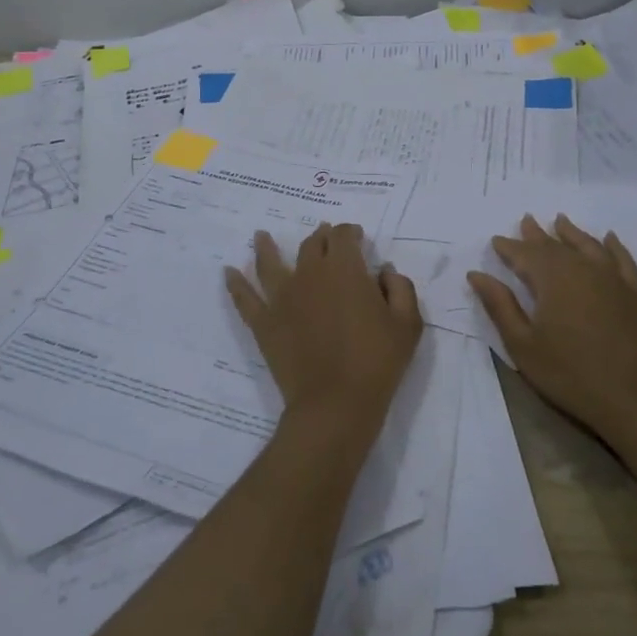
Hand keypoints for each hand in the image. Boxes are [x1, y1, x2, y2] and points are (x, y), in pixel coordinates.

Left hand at [226, 223, 422, 444]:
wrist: (335, 402)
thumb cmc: (377, 361)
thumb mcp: (407, 323)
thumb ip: (400, 288)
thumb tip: (384, 270)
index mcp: (345, 269)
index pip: (343, 236)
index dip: (349, 232)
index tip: (355, 237)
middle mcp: (310, 274)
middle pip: (311, 245)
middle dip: (320, 237)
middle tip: (324, 236)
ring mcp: (282, 298)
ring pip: (270, 263)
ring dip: (266, 247)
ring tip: (260, 235)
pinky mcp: (264, 322)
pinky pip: (245, 298)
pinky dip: (236, 283)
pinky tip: (228, 272)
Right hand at [468, 215, 636, 447]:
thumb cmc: (571, 374)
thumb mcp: (524, 345)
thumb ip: (500, 306)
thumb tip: (477, 275)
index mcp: (552, 279)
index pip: (524, 254)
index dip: (508, 247)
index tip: (496, 240)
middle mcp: (583, 269)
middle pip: (556, 246)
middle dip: (537, 235)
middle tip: (525, 220)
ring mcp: (613, 280)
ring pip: (588, 246)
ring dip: (571, 233)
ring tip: (560, 220)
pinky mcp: (634, 294)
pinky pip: (622, 260)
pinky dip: (614, 246)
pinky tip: (609, 239)